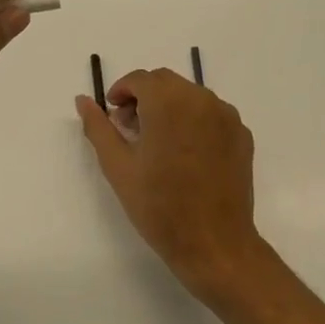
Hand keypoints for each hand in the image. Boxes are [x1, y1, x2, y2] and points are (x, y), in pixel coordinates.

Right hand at [76, 69, 267, 297]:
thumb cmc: (160, 207)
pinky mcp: (242, 134)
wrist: (214, 244)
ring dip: (169, 106)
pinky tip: (186, 153)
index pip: (140, 79)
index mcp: (168, 102)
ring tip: (158, 143)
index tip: (113, 115)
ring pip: (190, 95)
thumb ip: (98, 127)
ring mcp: (226, 116)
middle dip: (144, 97)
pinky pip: (211, 113)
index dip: (121, 92)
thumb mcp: (118, 167)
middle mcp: (200, 99)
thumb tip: (82, 100)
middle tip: (131, 129)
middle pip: (166, 82)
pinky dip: (193, 120)